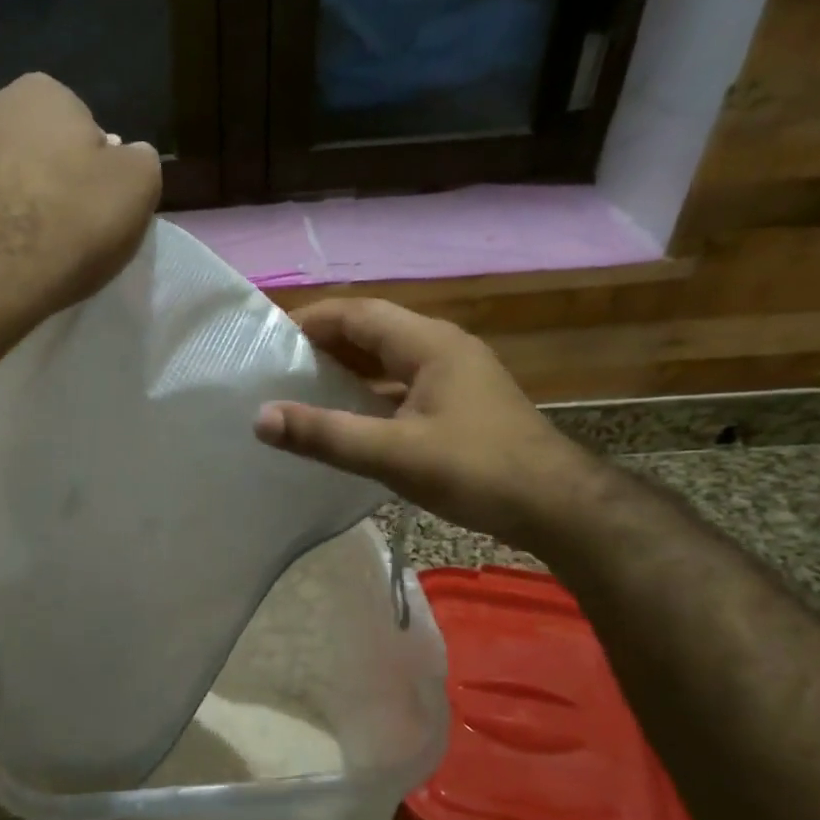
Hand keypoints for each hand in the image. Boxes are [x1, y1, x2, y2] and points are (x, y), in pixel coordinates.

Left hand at [0, 73, 161, 342]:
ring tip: (24, 249)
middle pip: (33, 146)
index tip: (95, 208)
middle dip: (47, 178)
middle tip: (63, 229)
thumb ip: (139, 161)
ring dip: (9, 200)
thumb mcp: (138, 189)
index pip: (81, 127)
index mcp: (43, 92)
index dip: (93, 170)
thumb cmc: (69, 225)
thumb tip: (126, 156)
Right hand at [253, 299, 598, 547]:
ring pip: (389, 359)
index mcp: (428, 343)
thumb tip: (261, 417)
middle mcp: (443, 347)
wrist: (557, 506)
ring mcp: (456, 375)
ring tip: (304, 390)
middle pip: (373, 331)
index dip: (311, 321)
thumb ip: (326, 435)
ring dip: (348, 369)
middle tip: (279, 368)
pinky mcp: (462, 403)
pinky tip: (351, 419)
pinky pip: (403, 384)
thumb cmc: (477, 471)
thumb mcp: (393, 454)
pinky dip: (371, 393)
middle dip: (325, 344)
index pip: (358, 313)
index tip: (269, 341)